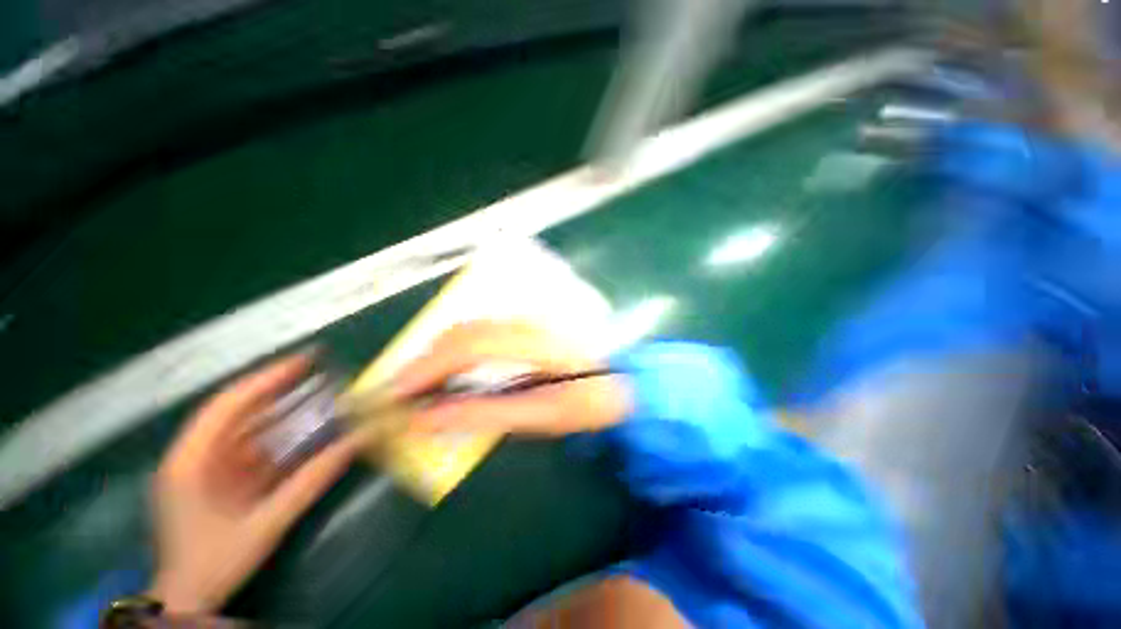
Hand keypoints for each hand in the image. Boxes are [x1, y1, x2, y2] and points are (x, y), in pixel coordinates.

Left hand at [147, 355, 362, 613]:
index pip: (227, 405)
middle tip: (319, 372)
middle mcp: (196, 455)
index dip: (266, 378)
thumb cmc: (216, 561)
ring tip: (321, 396)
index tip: (304, 360)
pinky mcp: (221, 480)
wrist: (190, 598)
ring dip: (284, 414)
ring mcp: (208, 467)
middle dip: (279, 390)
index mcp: (191, 460)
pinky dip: (281, 439)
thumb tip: (357, 442)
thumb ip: (310, 481)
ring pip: (249, 429)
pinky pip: (254, 450)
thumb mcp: (266, 523)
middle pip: (239, 412)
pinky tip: (307, 431)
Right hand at [395, 321, 630, 435]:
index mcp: (537, 342)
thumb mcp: (544, 416)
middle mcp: (530, 320)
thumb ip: (489, 414)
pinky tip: (450, 370)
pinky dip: (458, 351)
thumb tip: (430, 418)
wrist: (625, 381)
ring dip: (439, 356)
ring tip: (418, 386)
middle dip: (426, 361)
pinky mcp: (531, 323)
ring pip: (471, 329)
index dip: (428, 367)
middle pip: (465, 332)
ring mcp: (531, 318)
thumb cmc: (591, 402)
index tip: (396, 393)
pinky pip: (484, 331)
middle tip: (399, 393)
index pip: (470, 345)